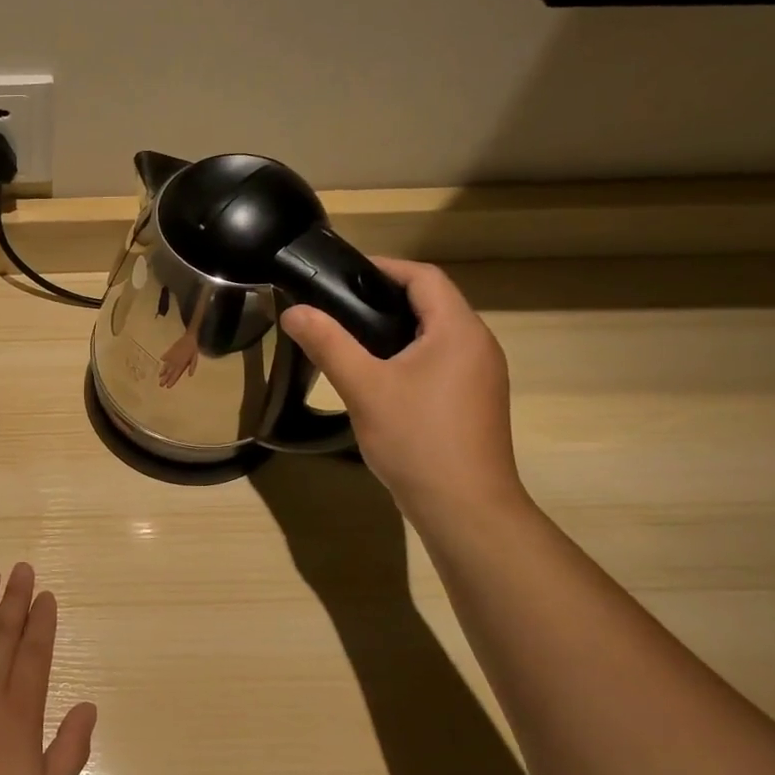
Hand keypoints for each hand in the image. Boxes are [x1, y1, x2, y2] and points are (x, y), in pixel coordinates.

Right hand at [158, 331, 199, 386]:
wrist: (189, 337)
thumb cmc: (193, 348)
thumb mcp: (194, 358)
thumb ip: (192, 366)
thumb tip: (190, 375)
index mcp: (182, 364)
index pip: (176, 374)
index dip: (172, 380)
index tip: (168, 386)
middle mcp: (175, 361)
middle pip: (169, 372)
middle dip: (165, 378)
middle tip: (160, 385)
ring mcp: (171, 356)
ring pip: (166, 365)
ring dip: (163, 371)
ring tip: (159, 376)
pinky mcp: (169, 351)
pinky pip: (165, 356)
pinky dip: (164, 358)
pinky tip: (161, 360)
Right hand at [281, 258, 522, 516]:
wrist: (465, 507)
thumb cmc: (417, 439)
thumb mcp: (364, 387)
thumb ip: (328, 344)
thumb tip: (293, 311)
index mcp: (458, 331)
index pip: (425, 278)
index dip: (385, 267)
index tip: (342, 272)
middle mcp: (478, 346)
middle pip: (433, 303)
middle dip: (386, 297)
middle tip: (337, 305)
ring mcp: (480, 376)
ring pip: (436, 335)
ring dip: (397, 328)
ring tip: (350, 337)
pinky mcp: (474, 402)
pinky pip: (440, 361)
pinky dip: (409, 355)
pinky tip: (378, 377)